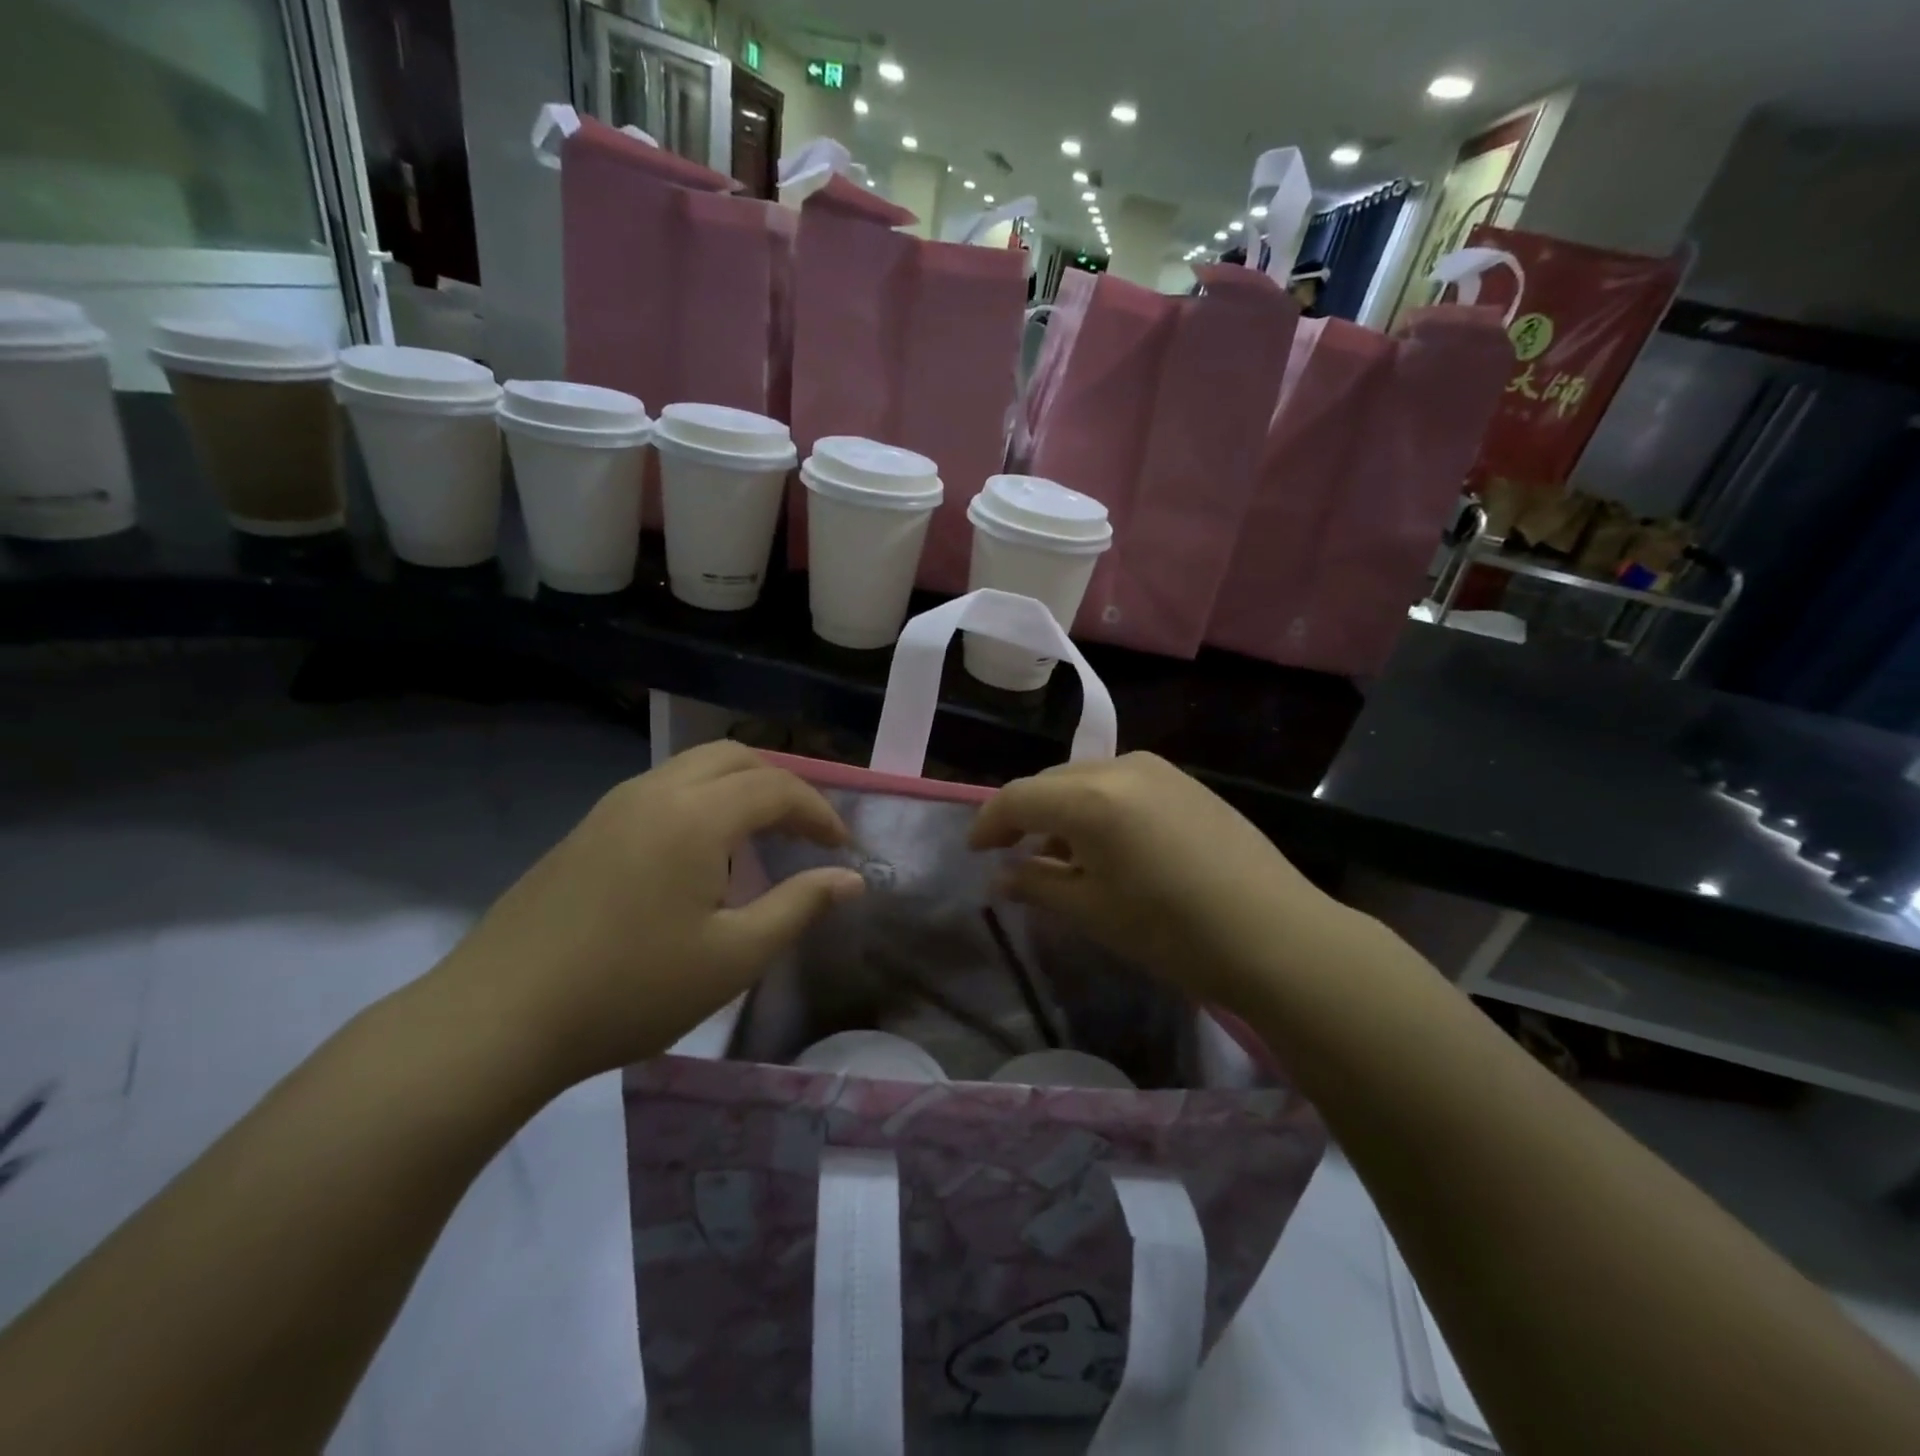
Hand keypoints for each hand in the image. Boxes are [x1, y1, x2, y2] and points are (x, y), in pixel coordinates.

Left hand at [435, 742, 863, 1087]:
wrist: (498, 1018)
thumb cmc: (631, 989)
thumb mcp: (733, 957)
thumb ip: (799, 906)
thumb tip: (850, 878)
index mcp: (696, 815)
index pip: (777, 787)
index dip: (820, 812)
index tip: (843, 849)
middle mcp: (656, 792)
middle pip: (736, 757)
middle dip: (782, 785)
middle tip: (806, 832)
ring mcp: (614, 806)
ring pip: (694, 768)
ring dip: (740, 788)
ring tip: (760, 839)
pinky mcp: (587, 829)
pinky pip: (663, 790)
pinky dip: (703, 801)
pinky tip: (701, 856)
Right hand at [969, 753, 1366, 1015]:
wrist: (1277, 936)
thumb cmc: (1172, 931)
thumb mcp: (1093, 912)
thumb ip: (1037, 884)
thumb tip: (999, 876)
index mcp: (1090, 798)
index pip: (1018, 797)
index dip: (988, 822)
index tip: (974, 851)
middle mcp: (1120, 768)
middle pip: (1051, 783)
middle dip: (1024, 815)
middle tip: (1012, 855)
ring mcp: (1159, 770)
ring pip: (1086, 780)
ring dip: (1062, 811)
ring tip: (1061, 856)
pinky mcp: (1186, 782)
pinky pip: (1121, 785)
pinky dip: (1098, 808)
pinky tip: (1108, 845)